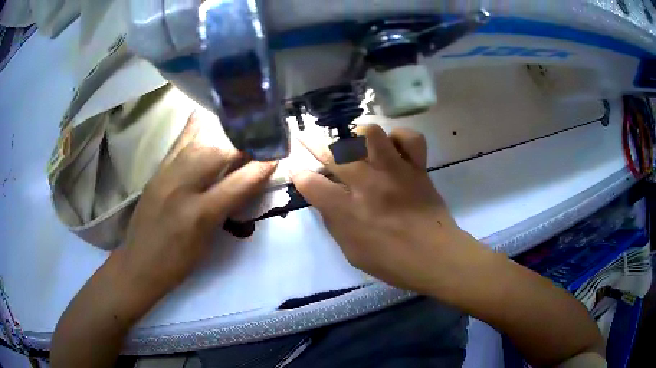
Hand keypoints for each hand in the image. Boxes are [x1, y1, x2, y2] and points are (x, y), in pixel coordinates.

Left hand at [121, 113, 276, 293]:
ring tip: (239, 126)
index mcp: (199, 215)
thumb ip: (227, 210)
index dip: (262, 167)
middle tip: (259, 138)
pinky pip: (180, 140)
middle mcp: (181, 188)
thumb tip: (247, 184)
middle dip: (243, 141)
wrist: (139, 263)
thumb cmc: (177, 262)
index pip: (238, 183)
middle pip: (218, 150)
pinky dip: (199, 127)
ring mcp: (166, 174)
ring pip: (198, 138)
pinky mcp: (157, 169)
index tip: (277, 155)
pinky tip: (210, 121)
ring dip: (223, 130)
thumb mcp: (207, 242)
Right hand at [291, 124, 484, 294]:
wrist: (436, 257)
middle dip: (313, 144)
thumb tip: (326, 202)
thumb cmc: (392, 262)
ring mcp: (394, 172)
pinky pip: (410, 138)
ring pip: (369, 134)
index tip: (298, 172)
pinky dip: (400, 138)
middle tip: (309, 140)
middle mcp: (368, 185)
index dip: (300, 176)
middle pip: (333, 153)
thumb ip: (335, 224)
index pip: (311, 184)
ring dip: (356, 136)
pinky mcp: (417, 168)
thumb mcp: (352, 253)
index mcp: (348, 211)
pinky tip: (393, 147)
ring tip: (355, 143)